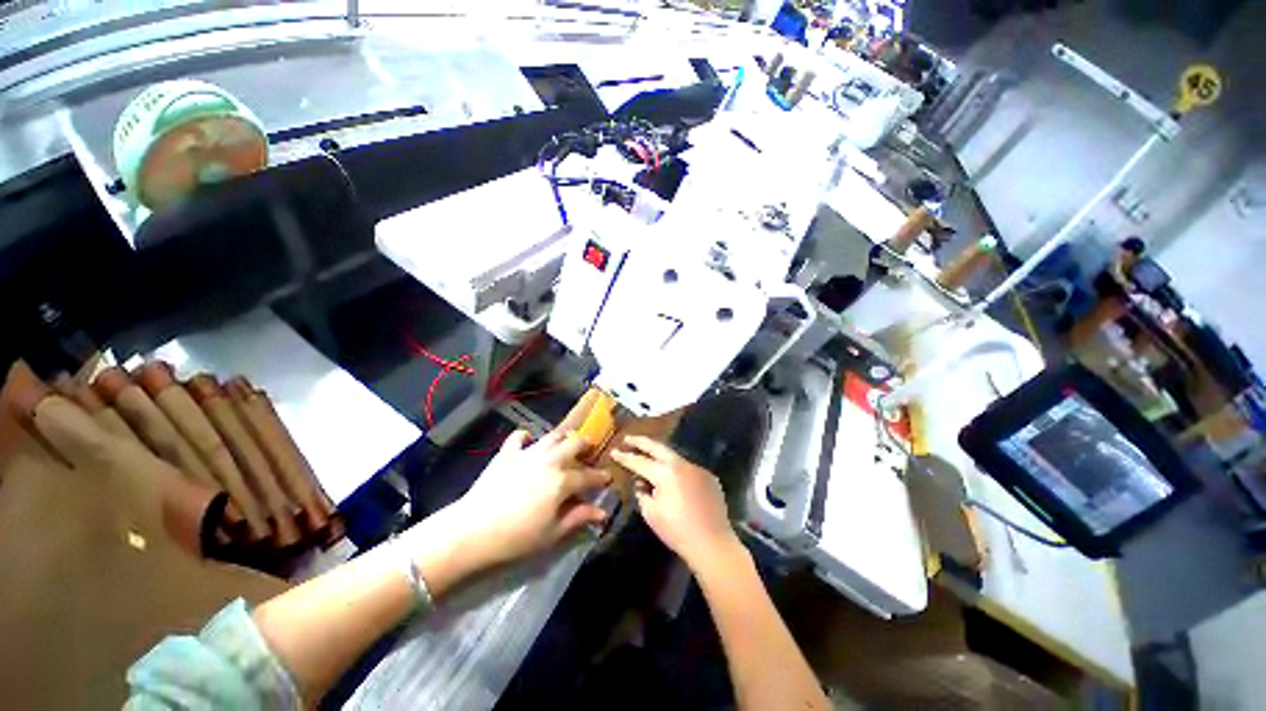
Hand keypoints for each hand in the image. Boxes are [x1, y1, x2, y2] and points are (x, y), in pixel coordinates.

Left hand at [447, 430, 610, 567]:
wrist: (472, 530)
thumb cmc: (517, 537)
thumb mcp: (552, 533)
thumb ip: (579, 517)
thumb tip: (601, 512)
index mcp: (563, 480)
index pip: (589, 476)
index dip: (601, 477)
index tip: (608, 478)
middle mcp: (550, 460)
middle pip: (575, 443)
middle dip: (585, 446)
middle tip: (587, 453)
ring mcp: (528, 453)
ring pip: (553, 436)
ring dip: (563, 439)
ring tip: (565, 445)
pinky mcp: (508, 453)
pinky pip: (520, 437)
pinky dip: (527, 437)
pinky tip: (529, 443)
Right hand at [612, 436, 741, 572]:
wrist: (713, 543)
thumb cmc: (677, 531)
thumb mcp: (651, 513)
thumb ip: (642, 493)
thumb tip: (641, 483)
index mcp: (665, 473)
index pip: (639, 461)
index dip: (625, 457)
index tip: (614, 451)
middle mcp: (681, 464)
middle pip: (657, 447)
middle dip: (641, 442)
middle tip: (628, 438)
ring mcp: (697, 468)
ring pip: (674, 457)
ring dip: (660, 456)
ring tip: (648, 457)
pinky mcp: (708, 476)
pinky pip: (687, 468)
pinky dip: (676, 470)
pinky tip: (673, 479)